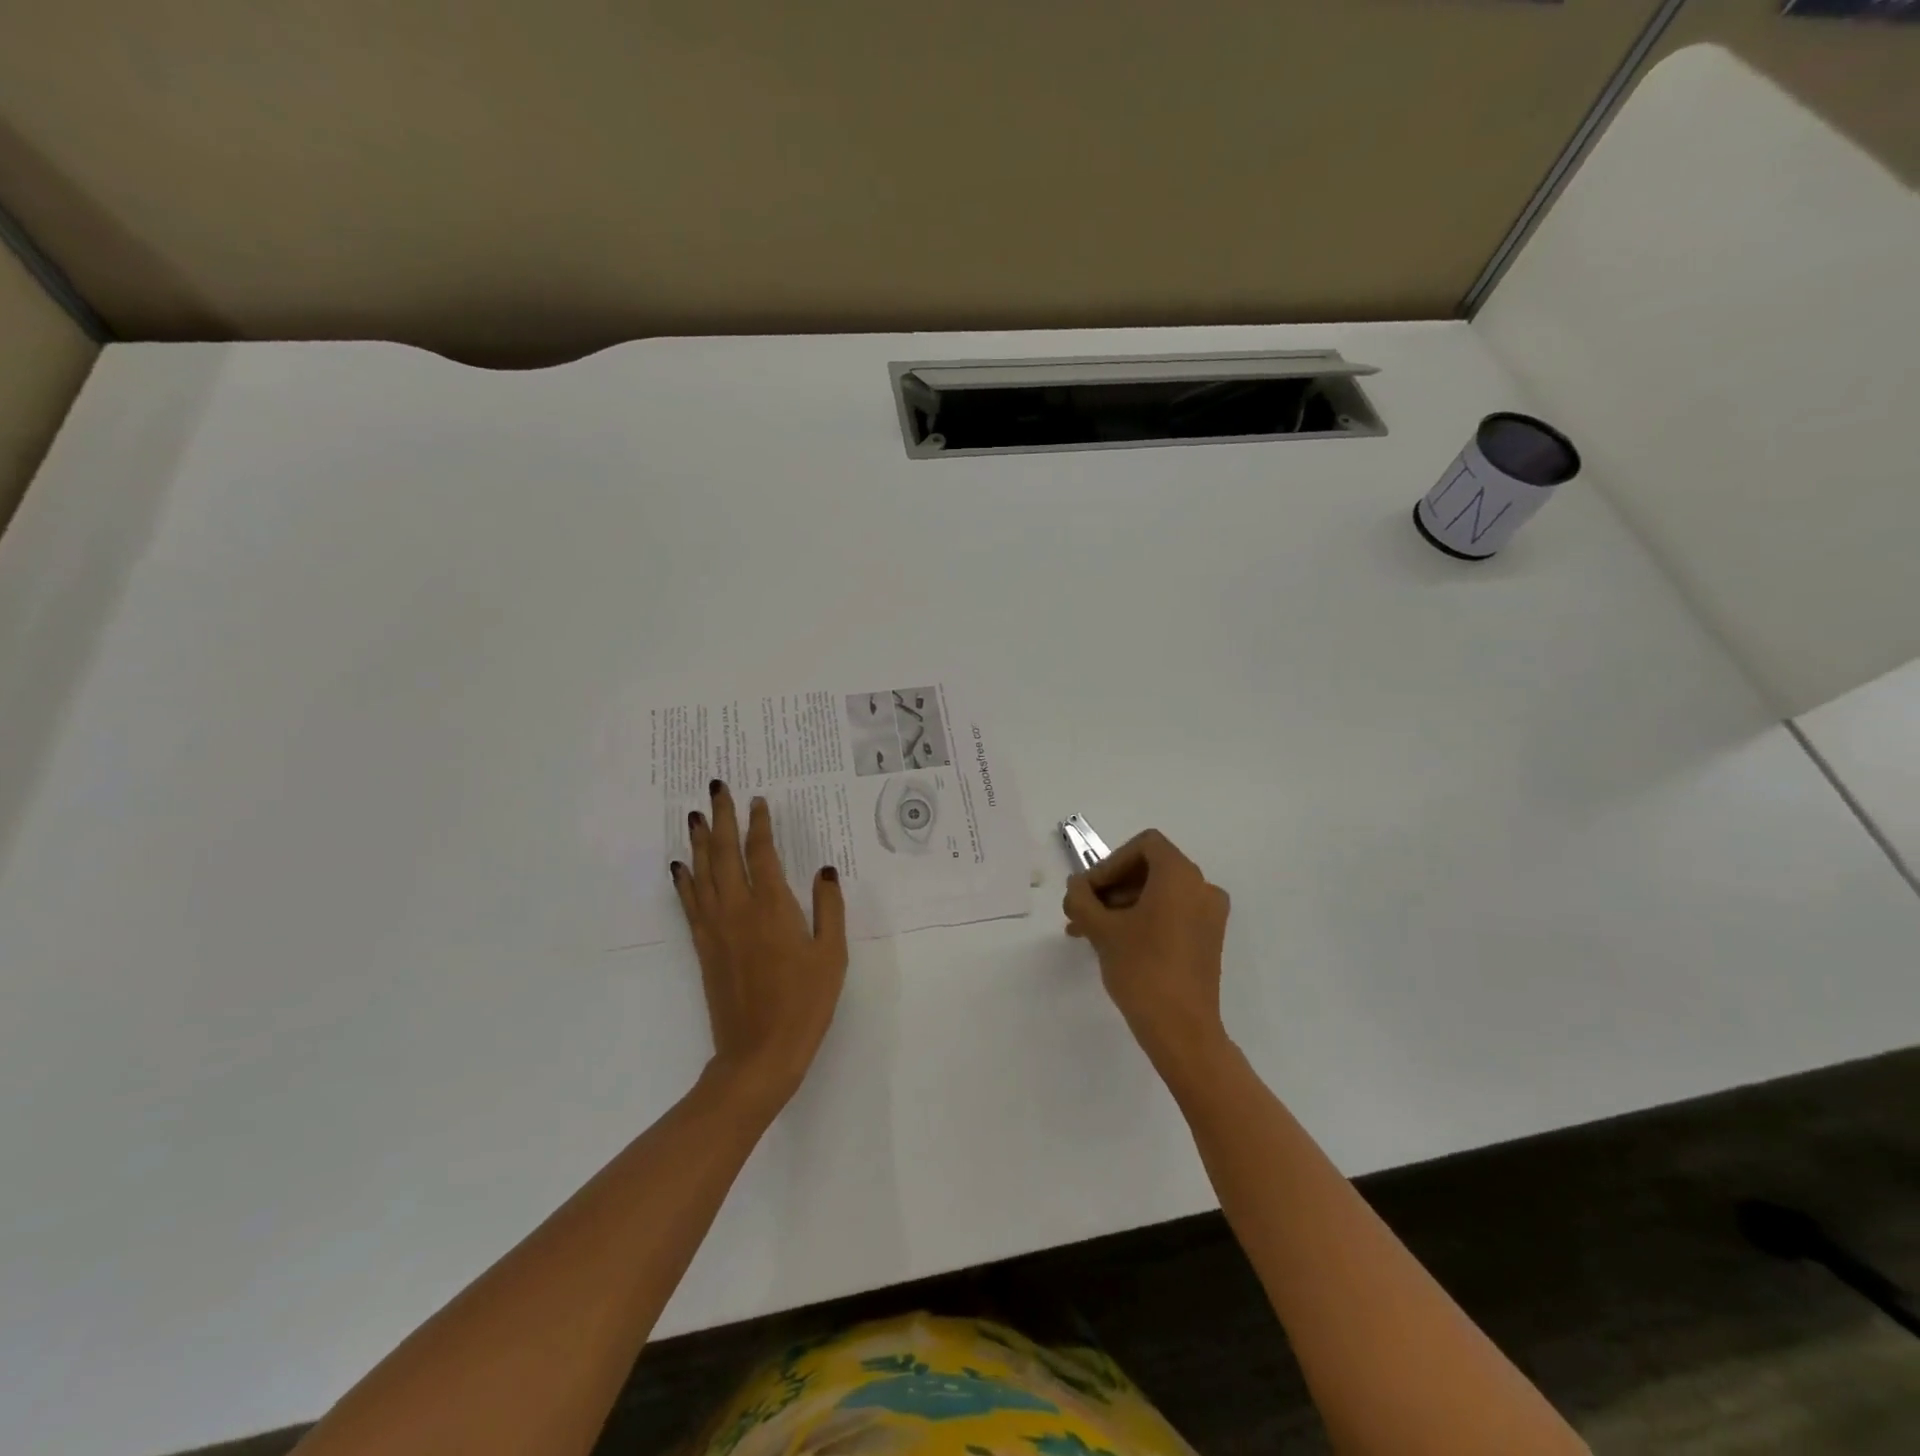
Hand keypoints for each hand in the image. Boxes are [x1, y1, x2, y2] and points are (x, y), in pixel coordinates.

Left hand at [672, 781, 847, 1111]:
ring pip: (702, 872)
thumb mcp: (831, 954)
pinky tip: (679, 866)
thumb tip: (824, 870)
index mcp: (773, 906)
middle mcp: (738, 908)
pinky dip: (683, 879)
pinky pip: (690, 902)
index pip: (761, 852)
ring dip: (697, 840)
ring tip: (694, 814)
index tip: (757, 800)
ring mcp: (715, 927)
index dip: (758, 824)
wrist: (758, 1053)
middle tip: (716, 787)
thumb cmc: (804, 1003)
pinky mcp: (703, 946)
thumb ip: (828, 907)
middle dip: (720, 817)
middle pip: (723, 852)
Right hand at [1063, 829, 1231, 1079]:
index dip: (1110, 863)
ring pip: (1158, 894)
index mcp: (1181, 876)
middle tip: (1081, 912)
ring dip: (1121, 906)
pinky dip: (1142, 919)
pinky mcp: (1207, 940)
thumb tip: (1076, 886)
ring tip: (1089, 932)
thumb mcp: (1102, 929)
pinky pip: (1171, 914)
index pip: (1143, 846)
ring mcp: (1209, 916)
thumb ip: (1082, 898)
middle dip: (1111, 887)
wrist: (1182, 1030)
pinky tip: (1113, 943)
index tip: (1089, 892)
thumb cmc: (1142, 969)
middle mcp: (1202, 888)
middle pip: (1150, 869)